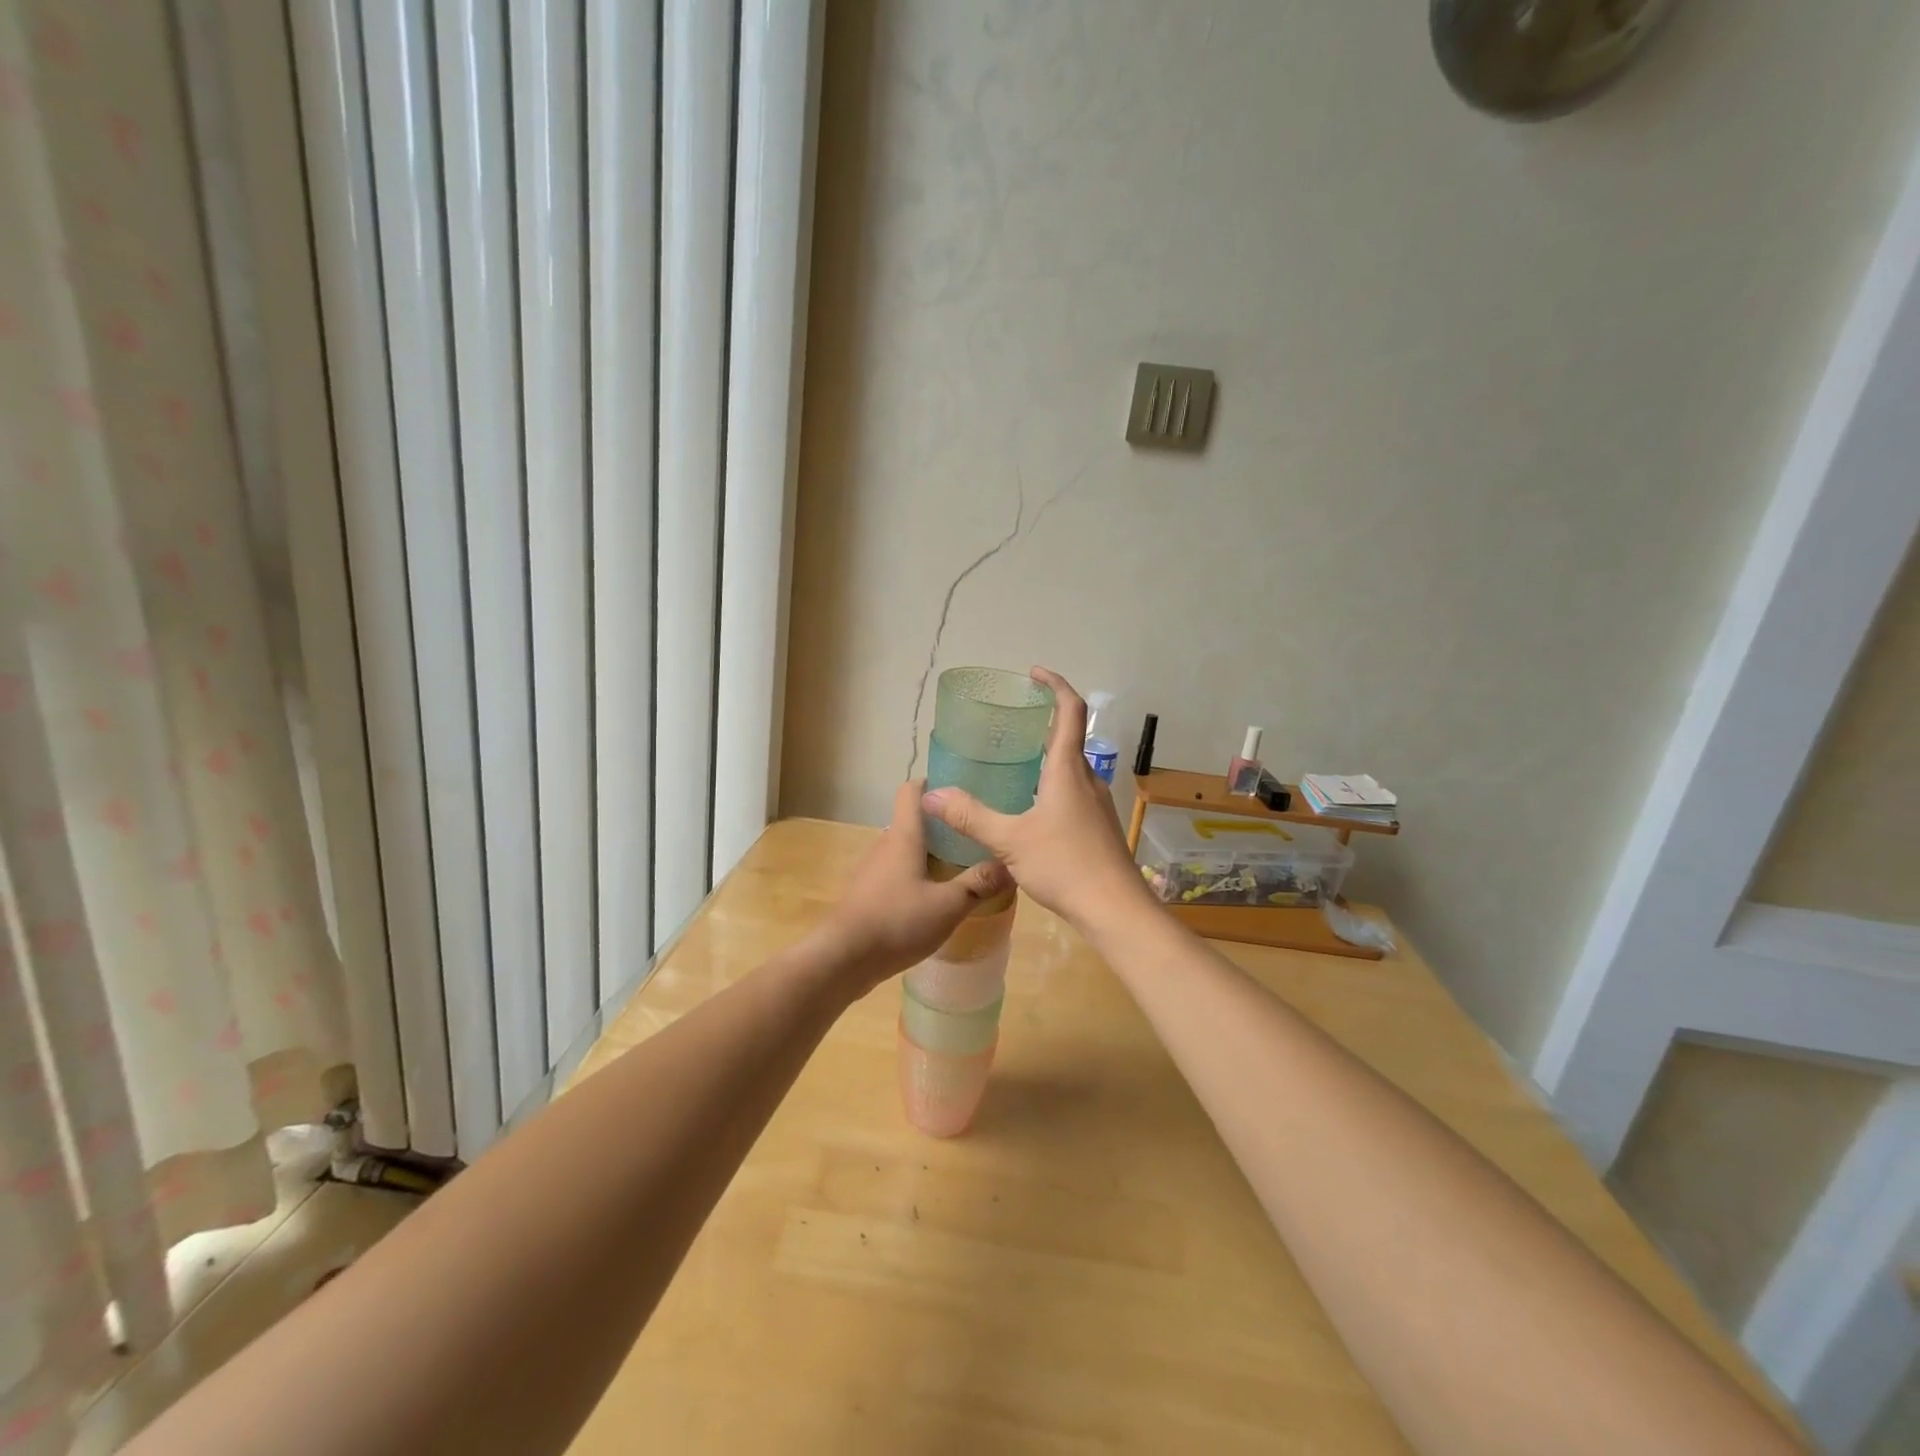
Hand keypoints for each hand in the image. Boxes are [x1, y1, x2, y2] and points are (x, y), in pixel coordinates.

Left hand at [813, 779, 1011, 991]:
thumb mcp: (948, 905)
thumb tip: (1011, 865)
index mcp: (903, 836)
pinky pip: (896, 875)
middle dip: (942, 826)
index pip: (912, 791)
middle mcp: (884, 845)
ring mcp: (872, 871)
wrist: (843, 958)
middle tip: (975, 835)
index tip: (960, 788)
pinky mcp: (867, 895)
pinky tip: (934, 900)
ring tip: (961, 867)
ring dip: (929, 855)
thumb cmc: (896, 921)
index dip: (933, 783)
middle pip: (913, 823)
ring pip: (905, 851)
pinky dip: (916, 878)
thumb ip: (978, 884)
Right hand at [921, 667, 1150, 928]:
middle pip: (1070, 737)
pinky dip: (1053, 782)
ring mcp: (1096, 804)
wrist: (1115, 909)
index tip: (1034, 673)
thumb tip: (931, 794)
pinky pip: (1074, 790)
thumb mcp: (1010, 840)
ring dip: (1049, 754)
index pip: (1071, 711)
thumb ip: (970, 817)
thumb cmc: (1065, 865)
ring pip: (1072, 767)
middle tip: (1013, 719)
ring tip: (1016, 761)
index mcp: (1068, 770)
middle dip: (1045, 720)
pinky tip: (1032, 807)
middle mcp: (1087, 779)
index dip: (1055, 685)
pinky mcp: (1098, 826)